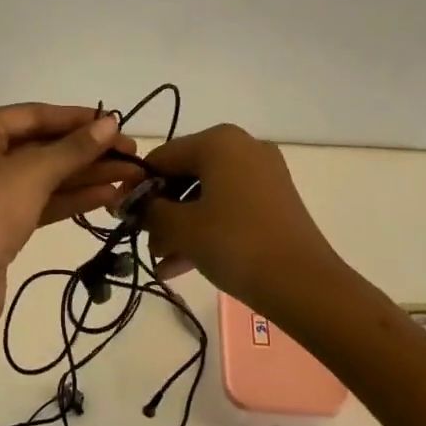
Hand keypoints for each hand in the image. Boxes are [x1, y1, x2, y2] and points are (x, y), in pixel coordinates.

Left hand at [0, 103, 138, 340]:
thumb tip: (111, 123)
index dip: (76, 118)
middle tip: (132, 154)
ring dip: (85, 175)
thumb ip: (74, 148)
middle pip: (39, 146)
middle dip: (86, 151)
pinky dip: (71, 198)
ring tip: (131, 176)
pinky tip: (108, 196)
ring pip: (43, 176)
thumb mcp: (32, 173)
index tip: (116, 122)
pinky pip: (39, 201)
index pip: (32, 115)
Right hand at [142, 123, 342, 315]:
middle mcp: (242, 147)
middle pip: (186, 175)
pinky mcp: (275, 201)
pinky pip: (229, 207)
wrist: (303, 284)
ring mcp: (263, 174)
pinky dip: (206, 229)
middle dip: (162, 211)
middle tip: (144, 242)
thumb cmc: (235, 243)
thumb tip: (134, 204)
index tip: (121, 215)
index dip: (138, 187)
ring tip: (161, 261)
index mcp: (219, 141)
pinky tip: (182, 265)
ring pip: (207, 195)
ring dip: (181, 225)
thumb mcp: (181, 227)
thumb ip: (150, 210)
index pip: (162, 157)